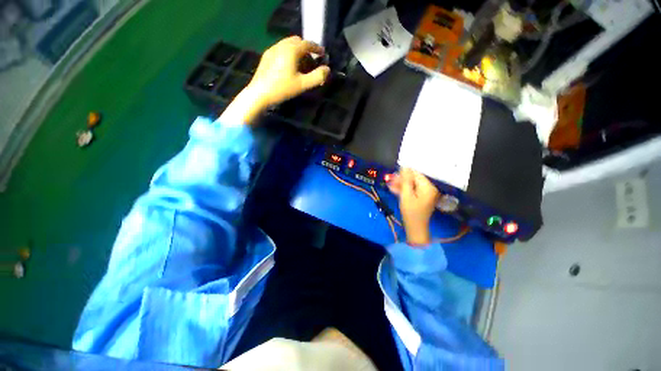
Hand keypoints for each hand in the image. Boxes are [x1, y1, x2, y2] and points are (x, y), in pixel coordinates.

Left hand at [250, 36, 329, 107]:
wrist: (258, 94)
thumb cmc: (281, 88)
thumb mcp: (303, 84)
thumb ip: (318, 76)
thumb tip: (327, 69)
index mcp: (291, 50)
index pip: (308, 44)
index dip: (317, 48)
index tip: (322, 54)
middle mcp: (281, 46)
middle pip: (297, 40)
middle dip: (306, 46)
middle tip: (311, 57)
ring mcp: (272, 50)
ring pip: (287, 43)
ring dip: (296, 48)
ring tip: (300, 60)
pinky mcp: (266, 56)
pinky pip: (280, 48)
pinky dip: (287, 51)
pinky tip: (287, 63)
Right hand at [388, 168, 438, 244]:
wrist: (416, 229)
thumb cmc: (411, 213)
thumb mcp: (406, 196)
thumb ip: (406, 180)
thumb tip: (405, 167)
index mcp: (428, 187)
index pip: (416, 174)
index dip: (404, 173)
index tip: (394, 175)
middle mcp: (430, 188)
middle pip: (415, 179)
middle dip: (403, 179)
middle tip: (390, 181)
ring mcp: (428, 193)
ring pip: (414, 184)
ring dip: (403, 185)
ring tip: (391, 186)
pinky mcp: (424, 197)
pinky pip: (415, 190)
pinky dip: (407, 190)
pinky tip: (396, 190)